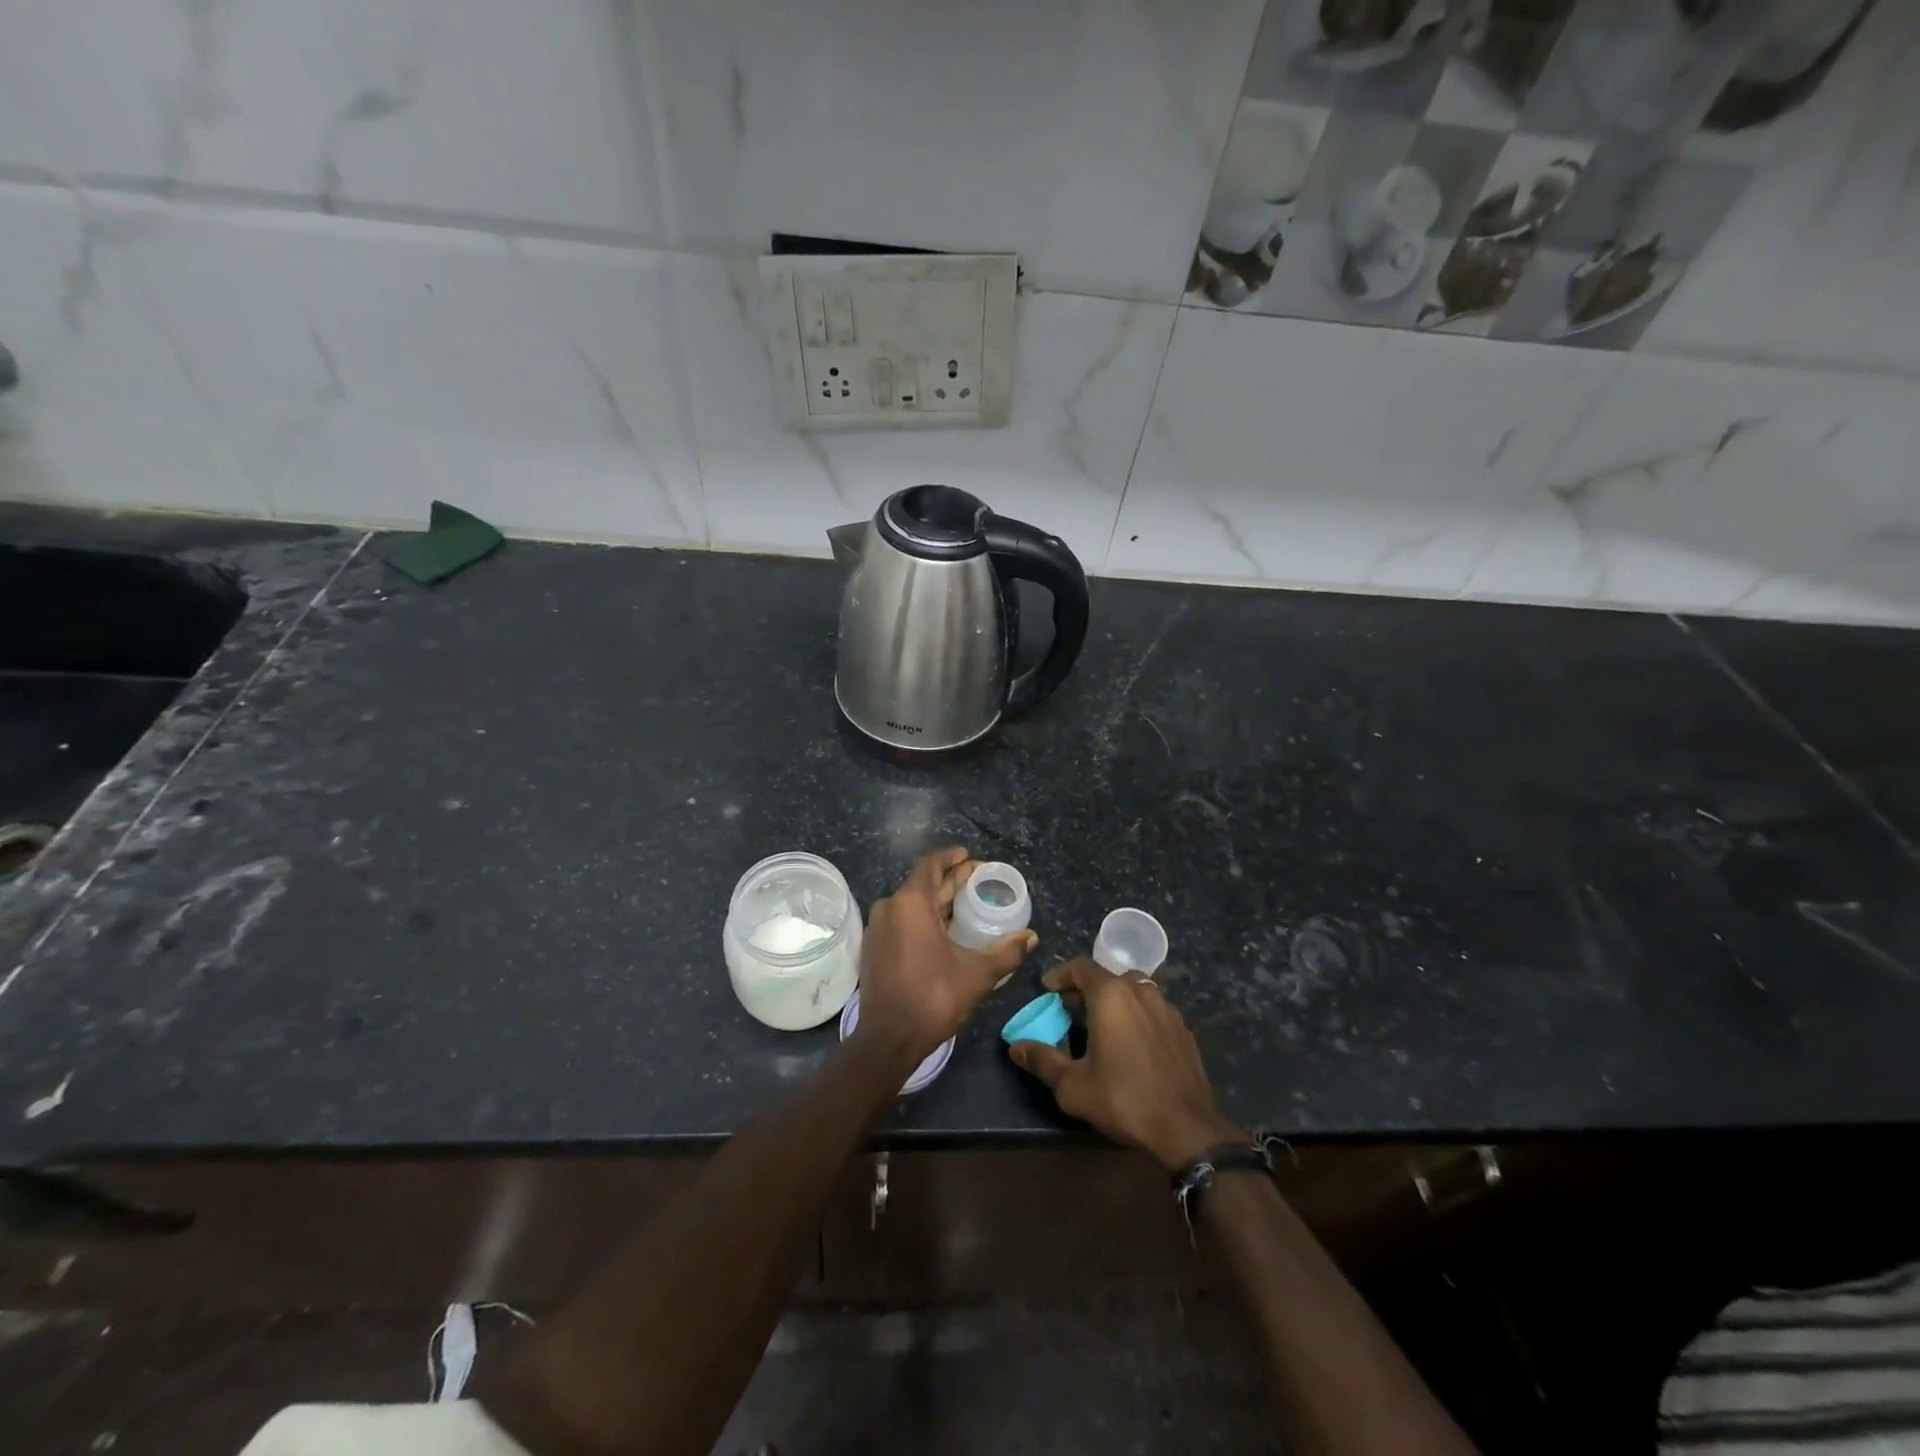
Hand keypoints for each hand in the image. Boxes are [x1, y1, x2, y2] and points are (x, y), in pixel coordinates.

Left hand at [858, 847, 1036, 1060]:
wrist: (888, 1039)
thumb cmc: (933, 997)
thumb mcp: (977, 974)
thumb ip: (1006, 952)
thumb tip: (1031, 937)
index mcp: (909, 903)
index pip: (930, 865)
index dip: (952, 858)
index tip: (970, 858)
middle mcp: (889, 908)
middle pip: (923, 883)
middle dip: (950, 880)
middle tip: (978, 880)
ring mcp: (878, 929)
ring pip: (912, 904)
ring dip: (938, 900)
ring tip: (965, 904)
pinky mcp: (875, 948)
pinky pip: (902, 921)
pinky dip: (924, 918)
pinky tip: (945, 930)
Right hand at [1009, 956, 1242, 1171]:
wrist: (1187, 1129)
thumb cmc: (1124, 1099)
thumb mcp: (1073, 1086)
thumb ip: (1043, 1061)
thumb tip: (1016, 1047)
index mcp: (1111, 995)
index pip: (1080, 966)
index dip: (1061, 975)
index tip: (1048, 990)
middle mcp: (1140, 991)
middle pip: (1107, 977)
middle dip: (1086, 989)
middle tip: (1070, 1011)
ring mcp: (1167, 1008)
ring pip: (1133, 990)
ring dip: (1114, 1001)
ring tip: (1101, 1025)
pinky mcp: (1183, 1028)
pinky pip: (1153, 1009)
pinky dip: (1137, 1015)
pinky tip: (1132, 1043)